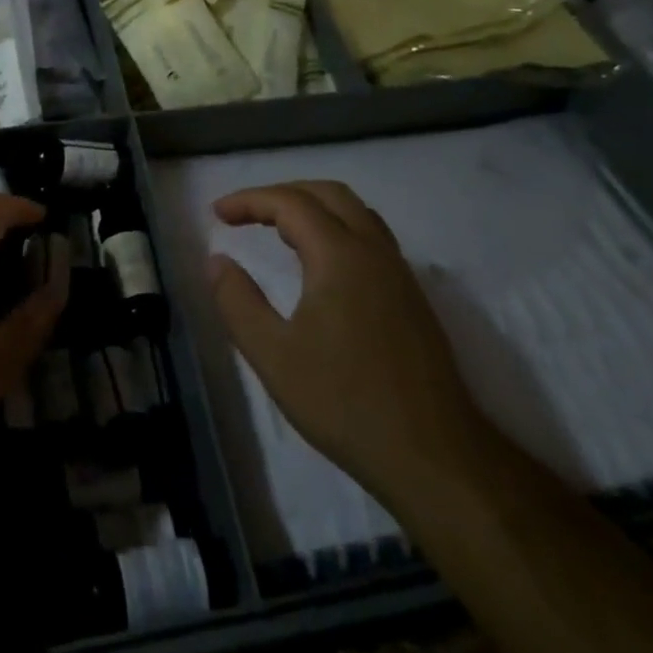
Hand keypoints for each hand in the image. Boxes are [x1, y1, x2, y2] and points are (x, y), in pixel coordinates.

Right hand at [208, 183, 485, 500]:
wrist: (436, 458)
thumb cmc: (347, 404)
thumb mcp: (274, 357)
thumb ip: (238, 302)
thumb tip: (216, 260)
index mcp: (341, 255)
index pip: (290, 203)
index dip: (250, 200)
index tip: (217, 213)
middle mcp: (374, 250)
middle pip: (327, 194)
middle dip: (282, 194)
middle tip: (246, 214)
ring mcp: (399, 272)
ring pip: (355, 212)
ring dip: (313, 207)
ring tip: (278, 229)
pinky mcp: (412, 297)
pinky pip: (370, 236)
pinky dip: (336, 227)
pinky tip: (321, 263)